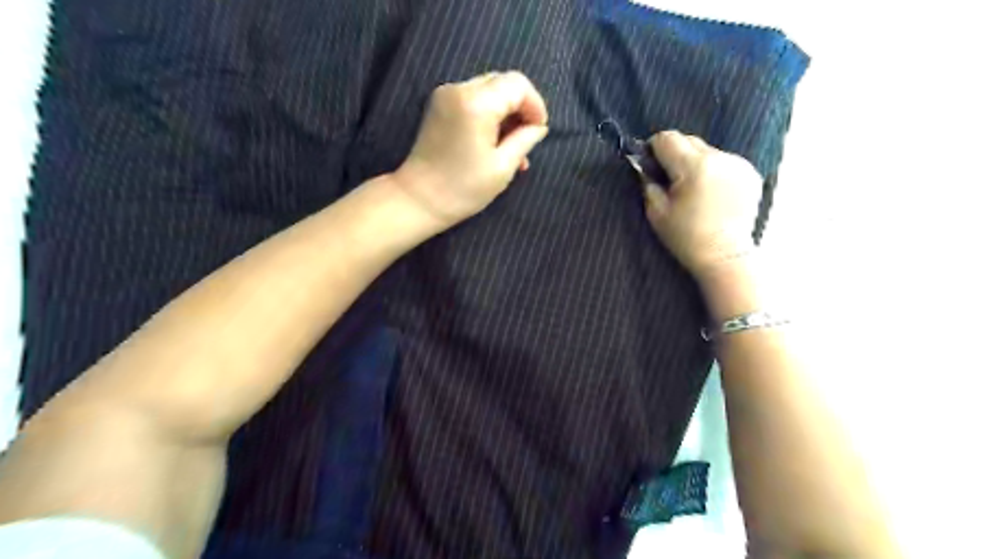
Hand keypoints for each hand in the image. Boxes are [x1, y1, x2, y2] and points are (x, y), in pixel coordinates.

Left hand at [393, 73, 547, 227]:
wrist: (419, 199)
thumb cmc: (463, 188)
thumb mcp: (502, 167)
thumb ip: (524, 140)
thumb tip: (538, 127)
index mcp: (476, 103)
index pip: (517, 85)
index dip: (535, 105)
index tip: (539, 131)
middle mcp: (459, 89)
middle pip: (502, 82)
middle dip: (520, 107)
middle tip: (526, 139)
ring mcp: (445, 95)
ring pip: (489, 90)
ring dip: (505, 112)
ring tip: (512, 146)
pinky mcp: (439, 105)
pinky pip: (473, 99)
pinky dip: (489, 114)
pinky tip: (493, 141)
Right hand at [645, 130, 764, 281]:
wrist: (724, 257)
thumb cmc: (686, 238)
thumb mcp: (656, 212)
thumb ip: (648, 182)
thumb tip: (644, 166)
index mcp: (694, 168)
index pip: (667, 138)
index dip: (654, 148)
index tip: (650, 163)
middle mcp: (720, 158)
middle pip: (689, 140)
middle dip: (675, 154)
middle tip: (669, 179)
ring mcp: (739, 164)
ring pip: (707, 150)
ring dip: (695, 162)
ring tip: (692, 188)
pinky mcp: (751, 173)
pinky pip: (723, 161)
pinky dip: (713, 170)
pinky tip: (711, 192)